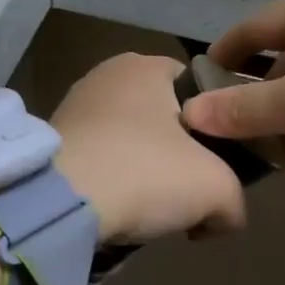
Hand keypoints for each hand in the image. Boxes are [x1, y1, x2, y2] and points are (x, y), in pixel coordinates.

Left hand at [52, 53, 248, 242]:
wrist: (57, 204)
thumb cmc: (145, 173)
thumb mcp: (216, 189)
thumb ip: (235, 201)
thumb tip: (223, 218)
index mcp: (147, 65)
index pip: (200, 88)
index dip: (217, 127)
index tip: (220, 165)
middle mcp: (107, 75)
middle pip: (164, 118)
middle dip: (179, 156)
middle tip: (187, 195)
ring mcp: (73, 106)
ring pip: (130, 142)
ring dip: (143, 173)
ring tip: (149, 210)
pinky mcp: (49, 142)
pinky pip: (98, 160)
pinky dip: (111, 183)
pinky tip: (115, 210)